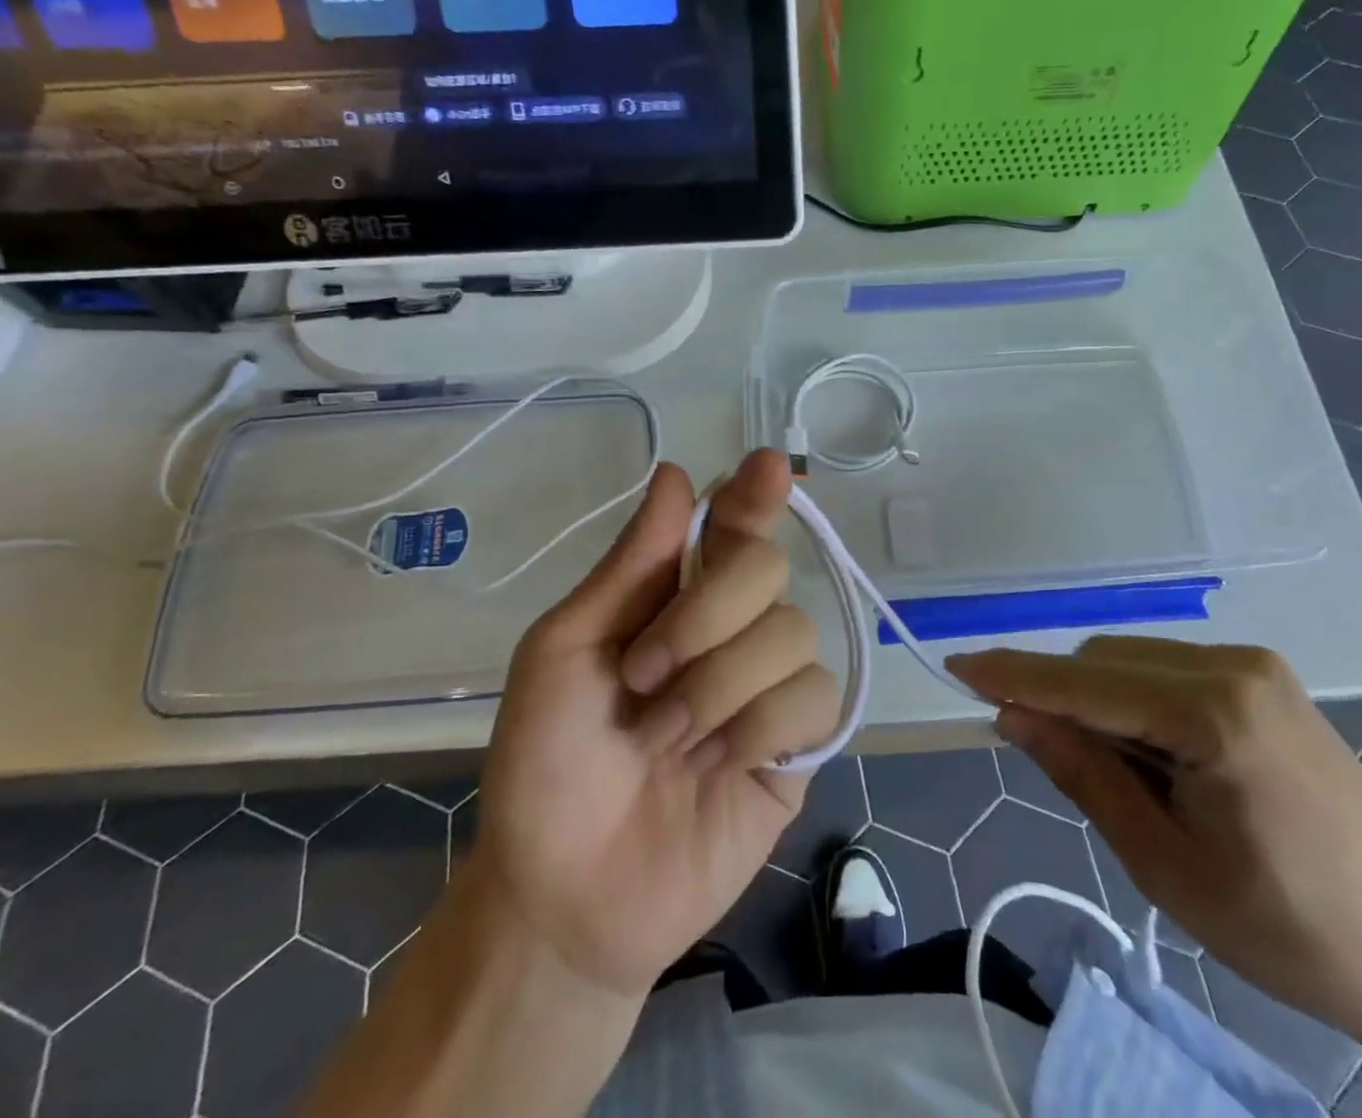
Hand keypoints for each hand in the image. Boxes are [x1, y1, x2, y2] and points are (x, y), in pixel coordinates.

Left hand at [469, 450, 839, 998]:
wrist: (566, 892)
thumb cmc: (547, 761)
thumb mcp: (565, 651)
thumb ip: (630, 565)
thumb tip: (678, 474)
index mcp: (675, 596)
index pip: (733, 525)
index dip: (753, 494)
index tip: (768, 468)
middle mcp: (732, 627)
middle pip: (768, 568)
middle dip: (705, 617)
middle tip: (643, 676)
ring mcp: (769, 684)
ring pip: (793, 633)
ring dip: (718, 687)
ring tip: (668, 740)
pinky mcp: (799, 744)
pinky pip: (814, 698)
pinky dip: (757, 728)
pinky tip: (718, 766)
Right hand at [947, 639, 1361, 1060]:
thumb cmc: (1292, 932)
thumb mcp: (1165, 865)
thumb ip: (1082, 774)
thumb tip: (1011, 715)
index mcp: (1213, 714)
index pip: (1083, 683)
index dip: (1013, 675)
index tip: (954, 666)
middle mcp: (1233, 665)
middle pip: (1103, 661)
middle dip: (1060, 698)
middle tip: (1051, 763)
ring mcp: (1255, 666)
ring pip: (1131, 660)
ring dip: (1099, 702)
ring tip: (1125, 780)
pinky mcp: (1265, 680)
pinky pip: (1168, 669)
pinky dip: (1138, 701)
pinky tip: (1159, 758)